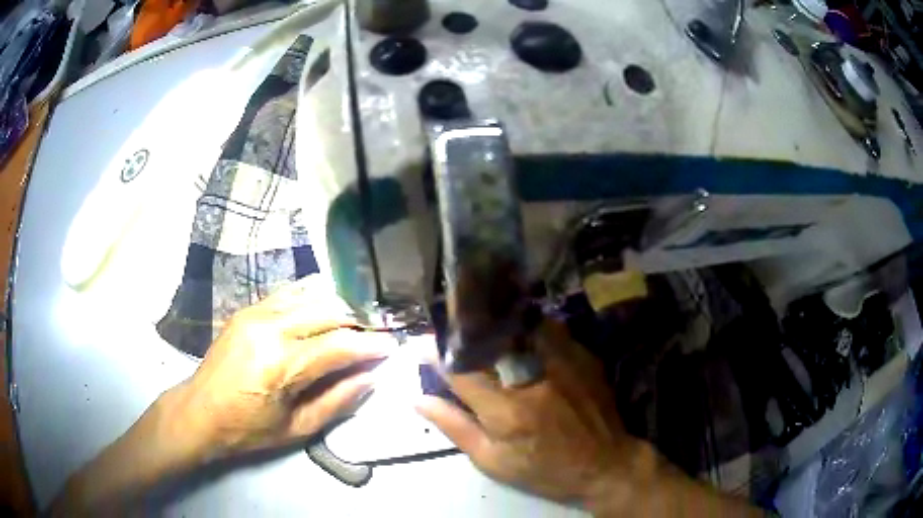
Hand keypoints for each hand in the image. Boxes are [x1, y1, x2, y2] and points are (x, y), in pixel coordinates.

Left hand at [170, 277, 393, 457]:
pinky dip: (313, 297)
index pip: (338, 345)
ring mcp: (256, 313)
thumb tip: (371, 377)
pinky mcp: (248, 309)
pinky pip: (288, 293)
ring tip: (357, 320)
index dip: (370, 345)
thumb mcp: (298, 427)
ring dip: (339, 305)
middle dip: (359, 321)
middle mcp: (269, 329)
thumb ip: (338, 400)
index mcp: (281, 365)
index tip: (392, 346)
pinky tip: (326, 305)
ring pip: (310, 296)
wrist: (200, 411)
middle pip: (328, 311)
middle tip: (378, 332)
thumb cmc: (248, 429)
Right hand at [415, 318, 639, 506]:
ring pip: (520, 326)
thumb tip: (418, 400)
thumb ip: (455, 428)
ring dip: (496, 325)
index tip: (422, 345)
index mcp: (506, 411)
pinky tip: (520, 334)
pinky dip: (528, 327)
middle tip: (451, 331)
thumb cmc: (544, 470)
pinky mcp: (582, 356)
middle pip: (489, 341)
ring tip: (483, 326)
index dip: (436, 355)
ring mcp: (562, 363)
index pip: (460, 371)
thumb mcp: (493, 461)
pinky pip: (549, 328)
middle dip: (464, 333)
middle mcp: (532, 378)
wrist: (605, 465)